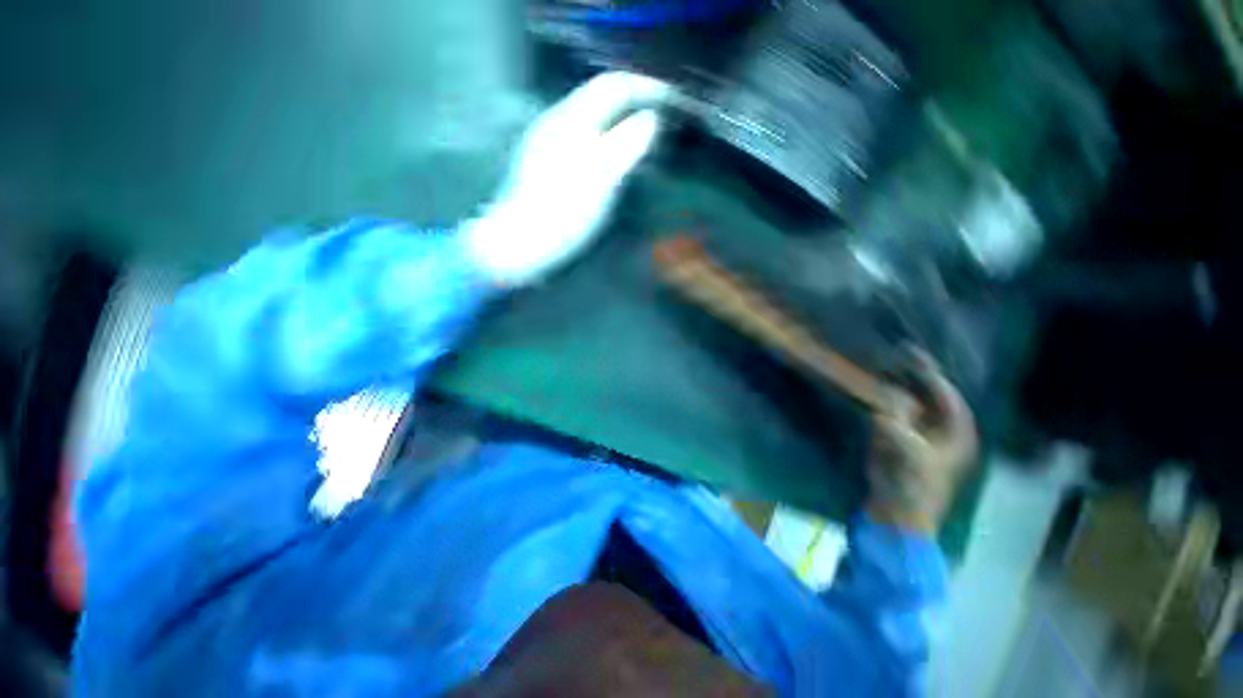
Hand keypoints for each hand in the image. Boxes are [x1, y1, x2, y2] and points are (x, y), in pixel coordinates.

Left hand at [466, 72, 671, 286]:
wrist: (520, 245)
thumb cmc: (563, 213)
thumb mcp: (601, 178)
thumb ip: (627, 143)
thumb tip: (651, 118)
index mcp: (570, 120)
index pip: (612, 85)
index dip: (644, 87)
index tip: (671, 100)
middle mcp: (556, 123)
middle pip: (599, 99)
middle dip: (632, 103)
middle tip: (660, 121)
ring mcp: (547, 144)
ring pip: (590, 121)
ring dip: (618, 123)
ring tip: (641, 140)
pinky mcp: (544, 166)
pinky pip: (582, 141)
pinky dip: (604, 142)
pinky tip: (610, 162)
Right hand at [866, 350, 977, 535]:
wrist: (896, 510)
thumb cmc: (915, 485)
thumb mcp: (910, 456)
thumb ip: (898, 429)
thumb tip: (883, 409)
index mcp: (956, 435)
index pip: (948, 397)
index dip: (933, 377)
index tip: (915, 356)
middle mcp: (939, 429)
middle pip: (929, 395)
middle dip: (916, 376)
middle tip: (898, 352)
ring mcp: (917, 432)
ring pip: (910, 401)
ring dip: (897, 384)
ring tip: (883, 364)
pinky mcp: (896, 437)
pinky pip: (891, 410)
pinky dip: (882, 399)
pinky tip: (871, 386)